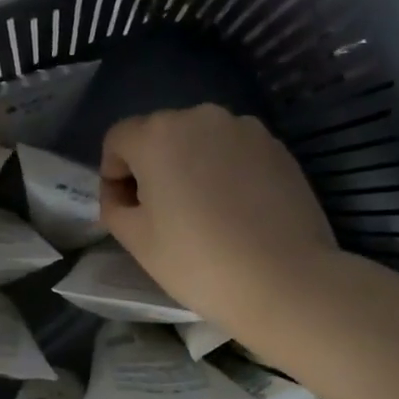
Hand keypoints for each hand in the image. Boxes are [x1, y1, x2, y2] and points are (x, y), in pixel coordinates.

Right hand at [99, 106, 335, 336]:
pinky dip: (227, 172)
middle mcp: (201, 117)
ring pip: (201, 141)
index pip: (118, 140)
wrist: (285, 280)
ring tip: (206, 213)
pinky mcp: (277, 147)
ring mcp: (245, 129)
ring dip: (192, 166)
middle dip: (153, 167)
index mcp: (158, 135)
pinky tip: (239, 212)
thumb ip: (115, 207)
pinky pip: (236, 152)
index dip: (113, 175)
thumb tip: (124, 195)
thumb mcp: (137, 241)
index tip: (127, 211)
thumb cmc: (198, 262)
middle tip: (164, 215)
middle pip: (160, 135)